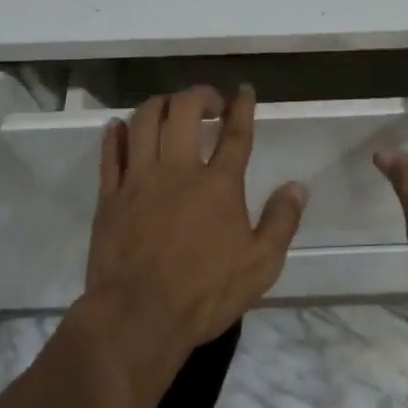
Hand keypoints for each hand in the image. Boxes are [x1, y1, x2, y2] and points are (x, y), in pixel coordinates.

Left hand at [84, 84, 306, 356]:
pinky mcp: (109, 196)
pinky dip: (115, 134)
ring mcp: (139, 179)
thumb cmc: (205, 293)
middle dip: (199, 95)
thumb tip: (298, 186)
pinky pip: (110, 153)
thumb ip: (282, 221)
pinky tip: (120, 127)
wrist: (138, 317)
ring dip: (159, 104)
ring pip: (144, 120)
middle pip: (184, 110)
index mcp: (219, 184)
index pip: (235, 133)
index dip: (242, 106)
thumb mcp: (261, 265)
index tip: (245, 90)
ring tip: (170, 109)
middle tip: (209, 103)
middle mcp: (178, 170)